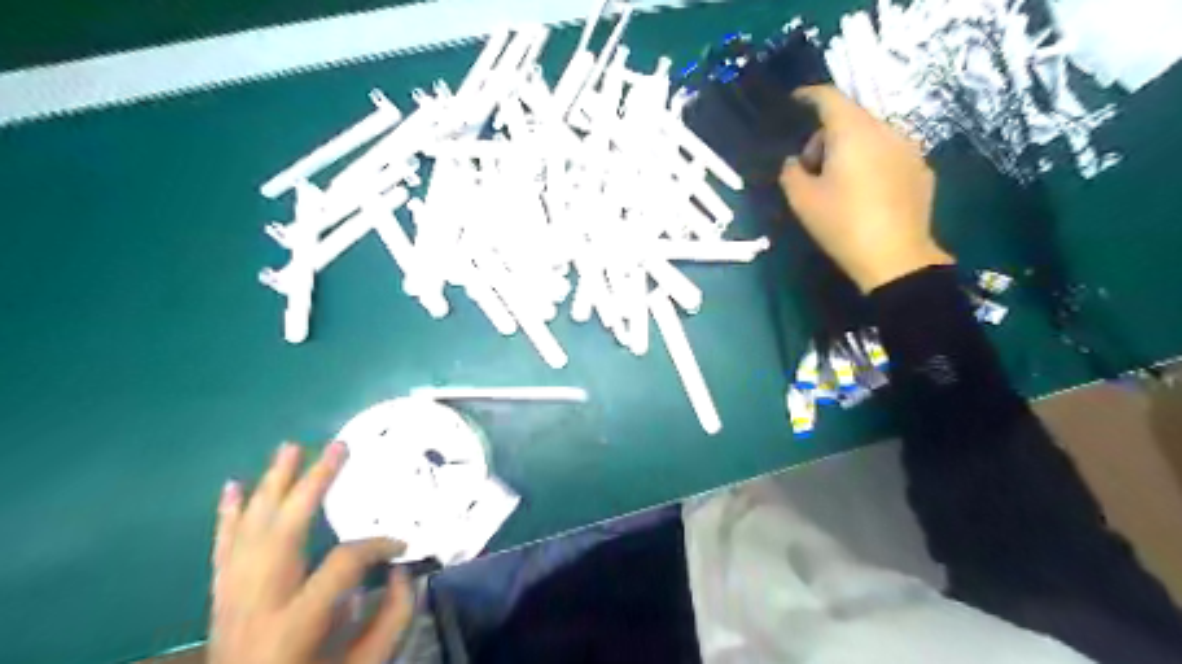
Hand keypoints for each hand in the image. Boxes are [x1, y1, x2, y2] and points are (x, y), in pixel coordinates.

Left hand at [211, 444, 412, 663]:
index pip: (343, 562)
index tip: (401, 546)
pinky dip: (227, 515)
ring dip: (271, 485)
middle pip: (283, 529)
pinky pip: (222, 548)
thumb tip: (401, 571)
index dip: (377, 546)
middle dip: (312, 483)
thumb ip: (390, 618)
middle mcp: (257, 602)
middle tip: (337, 447)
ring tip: (289, 448)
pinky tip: (233, 486)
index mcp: (296, 622)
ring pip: (249, 529)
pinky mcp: (220, 598)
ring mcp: (232, 599)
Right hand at [784, 83, 954, 289]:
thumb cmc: (842, 224)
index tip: (795, 102)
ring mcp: (909, 148)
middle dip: (826, 136)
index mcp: (852, 132)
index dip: (808, 96)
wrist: (895, 257)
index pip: (828, 97)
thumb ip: (790, 173)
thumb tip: (793, 162)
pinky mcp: (922, 169)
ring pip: (871, 135)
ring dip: (851, 149)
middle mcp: (884, 130)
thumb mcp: (802, 201)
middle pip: (850, 118)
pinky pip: (889, 154)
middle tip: (811, 169)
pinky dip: (872, 162)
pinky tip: (866, 193)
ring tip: (840, 184)